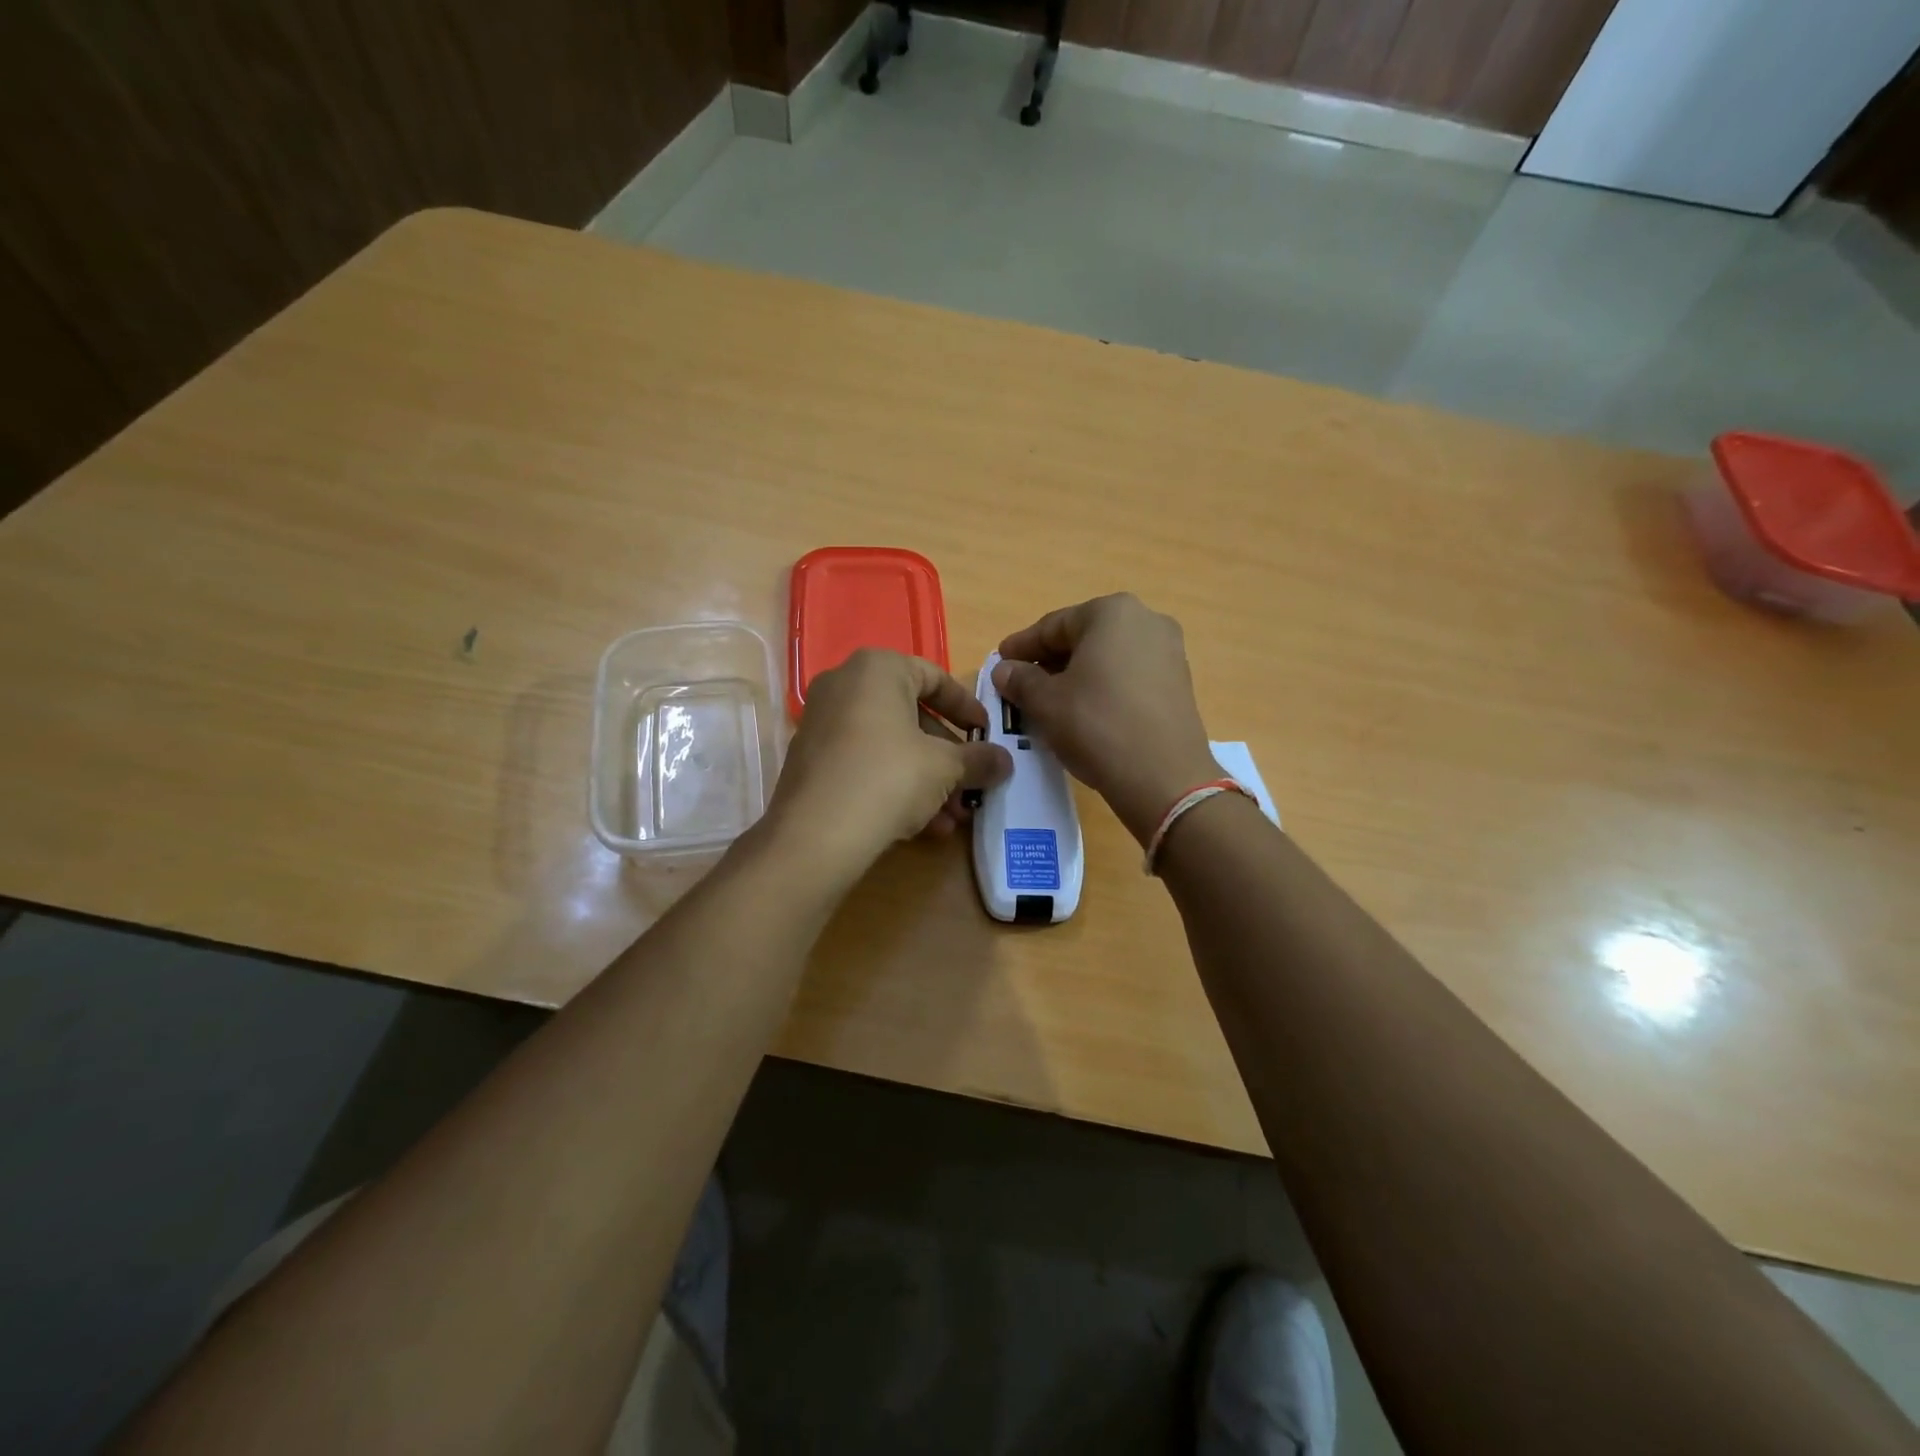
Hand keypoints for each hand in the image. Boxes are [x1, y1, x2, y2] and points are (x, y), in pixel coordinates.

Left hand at [765, 649, 1012, 878]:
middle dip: (947, 756)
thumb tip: (1004, 761)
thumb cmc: (889, 778)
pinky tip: (920, 826)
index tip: (987, 733)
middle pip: (911, 716)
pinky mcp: (811, 761)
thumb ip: (978, 759)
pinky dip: (894, 786)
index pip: (934, 677)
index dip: (966, 707)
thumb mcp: (945, 767)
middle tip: (971, 784)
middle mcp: (843, 685)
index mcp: (877, 669)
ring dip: (926, 780)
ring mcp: (822, 723)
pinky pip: (864, 764)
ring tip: (951, 818)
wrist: (816, 834)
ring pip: (889, 746)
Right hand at [993, 594, 1220, 844]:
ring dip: (1076, 675)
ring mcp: (1169, 652)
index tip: (999, 663)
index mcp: (1112, 612)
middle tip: (1021, 684)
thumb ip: (1020, 680)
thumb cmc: (1097, 725)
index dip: (1021, 646)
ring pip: (1107, 658)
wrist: (1164, 777)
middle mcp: (1146, 620)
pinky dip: (1103, 688)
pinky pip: (1129, 677)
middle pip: (1084, 638)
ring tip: (1050, 701)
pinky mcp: (1180, 684)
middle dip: (1050, 660)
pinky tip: (1084, 712)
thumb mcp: (1045, 702)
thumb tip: (1005, 670)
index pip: (1053, 625)